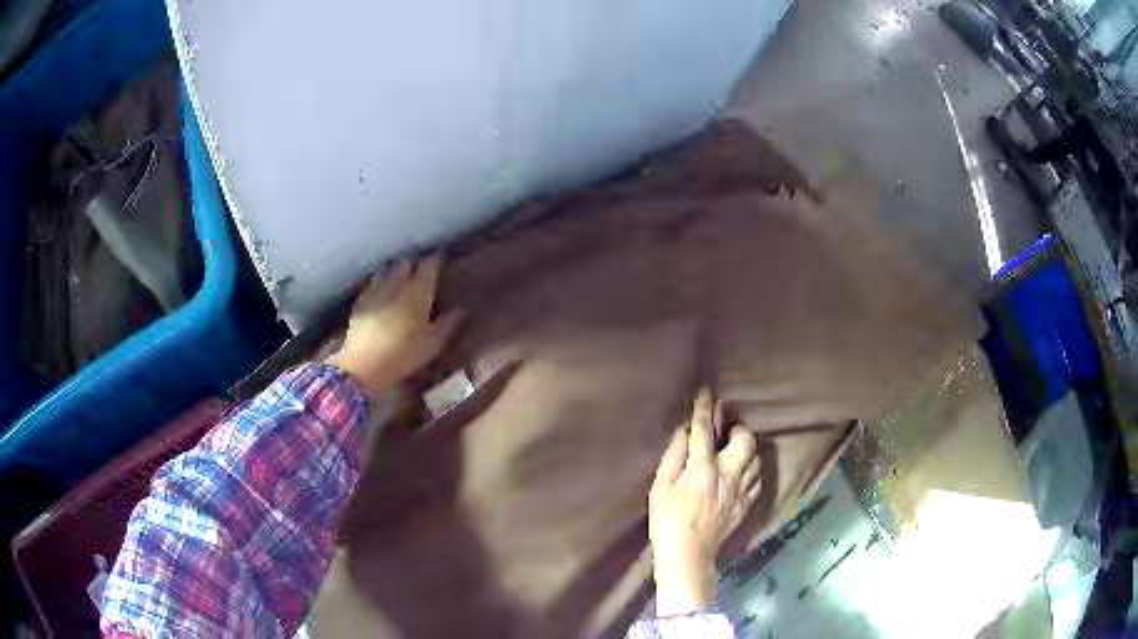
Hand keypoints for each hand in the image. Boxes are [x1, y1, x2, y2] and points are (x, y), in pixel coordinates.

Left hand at [329, 255, 462, 396]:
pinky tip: (380, 292)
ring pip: (387, 269)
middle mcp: (396, 284)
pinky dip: (379, 283)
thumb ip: (448, 323)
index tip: (442, 258)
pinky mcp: (361, 301)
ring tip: (400, 277)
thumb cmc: (403, 354)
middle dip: (415, 262)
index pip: (429, 265)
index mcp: (418, 291)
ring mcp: (376, 290)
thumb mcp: (432, 344)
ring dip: (395, 270)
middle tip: (421, 269)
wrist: (364, 364)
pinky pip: (372, 283)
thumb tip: (462, 309)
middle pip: (406, 262)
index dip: (436, 259)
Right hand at [648, 388, 761, 615]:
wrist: (689, 555)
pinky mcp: (748, 503)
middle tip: (724, 432)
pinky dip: (750, 468)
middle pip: (745, 439)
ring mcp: (741, 489)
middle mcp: (728, 474)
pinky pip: (757, 477)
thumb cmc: (667, 521)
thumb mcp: (660, 488)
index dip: (704, 408)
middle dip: (736, 429)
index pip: (704, 430)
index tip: (706, 392)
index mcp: (702, 469)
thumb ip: (673, 456)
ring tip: (732, 450)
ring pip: (755, 456)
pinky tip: (739, 472)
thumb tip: (683, 431)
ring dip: (745, 448)